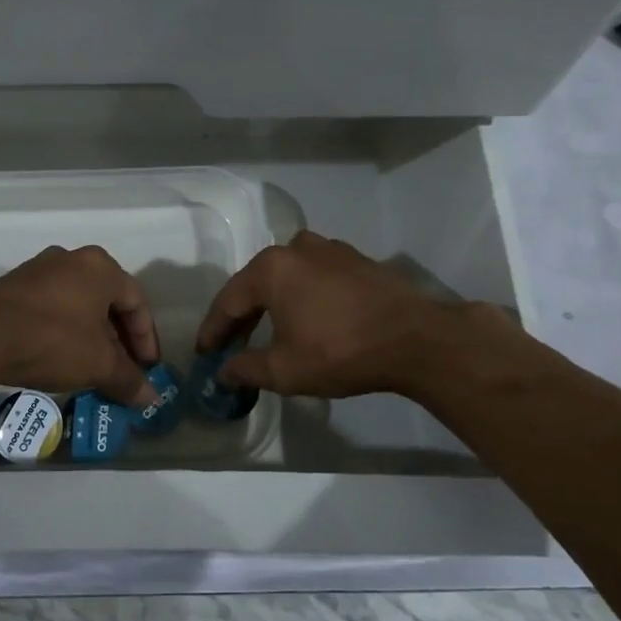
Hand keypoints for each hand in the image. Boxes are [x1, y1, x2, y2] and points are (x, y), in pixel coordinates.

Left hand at [0, 246, 161, 407]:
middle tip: (123, 370)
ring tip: (93, 367)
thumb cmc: (51, 340)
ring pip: (78, 304)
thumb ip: (128, 379)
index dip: (146, 338)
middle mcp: (71, 259)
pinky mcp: (13, 286)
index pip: (137, 301)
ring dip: (91, 336)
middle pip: (107, 301)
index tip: (148, 368)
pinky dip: (64, 331)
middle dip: (119, 339)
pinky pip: (51, 307)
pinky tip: (60, 357)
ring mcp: (39, 270)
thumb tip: (150, 398)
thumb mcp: (97, 364)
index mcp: (100, 267)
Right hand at [195, 230, 451, 397]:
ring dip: (273, 302)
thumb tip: (223, 372)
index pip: (229, 301)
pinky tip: (308, 317)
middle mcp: (295, 248)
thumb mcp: (285, 370)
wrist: (416, 340)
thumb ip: (246, 369)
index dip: (214, 329)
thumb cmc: (340, 351)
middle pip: (256, 283)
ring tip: (268, 329)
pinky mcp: (357, 259)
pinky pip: (315, 276)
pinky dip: (303, 295)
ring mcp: (330, 249)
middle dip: (242, 315)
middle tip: (231, 344)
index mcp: (271, 269)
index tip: (204, 351)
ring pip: (287, 276)